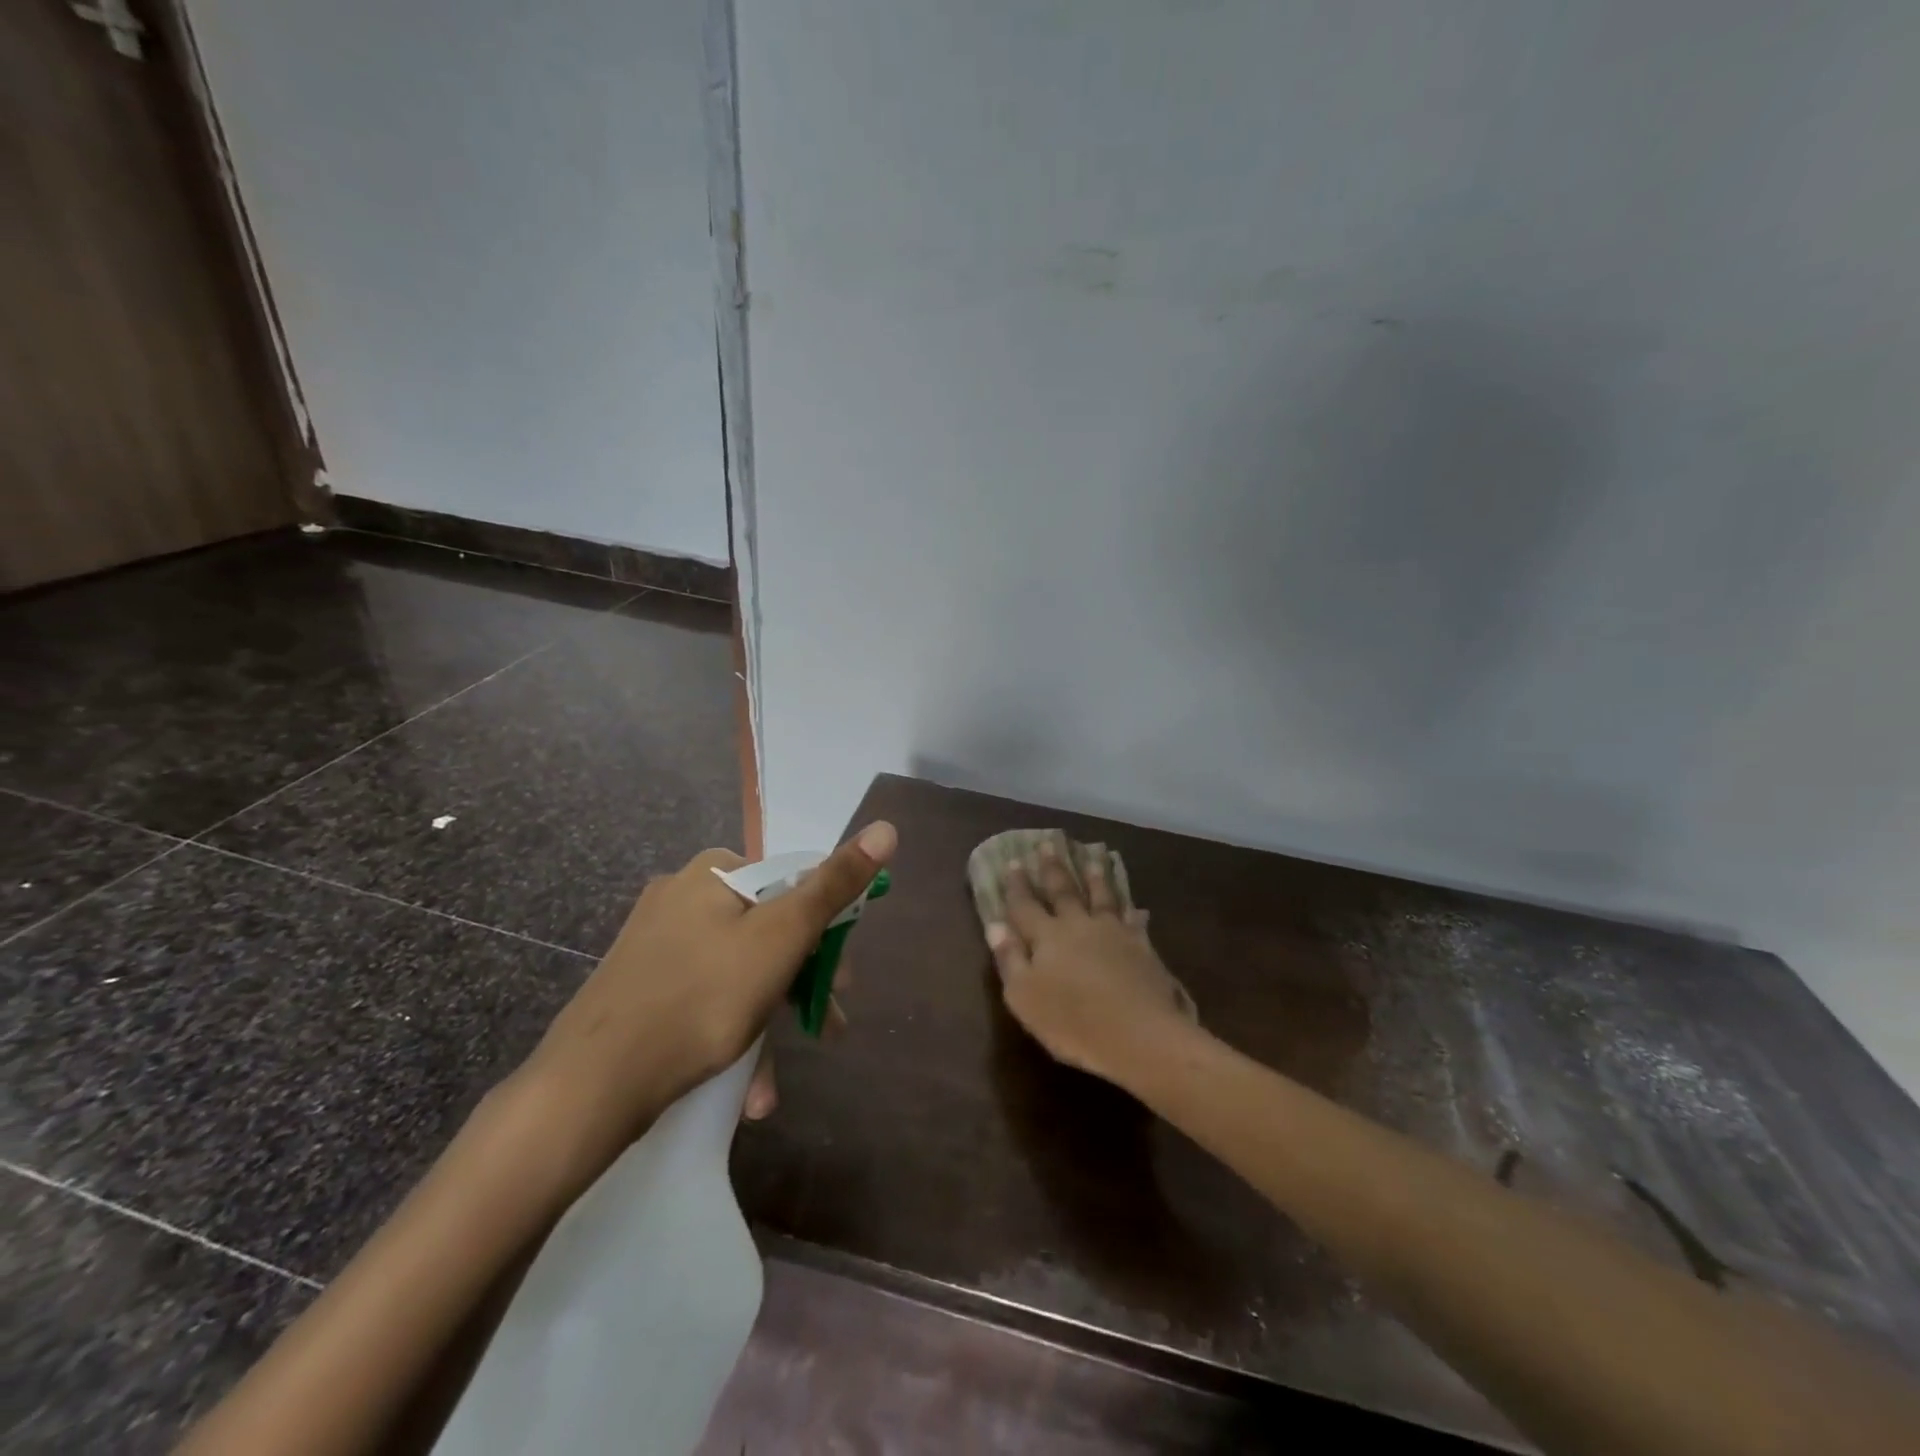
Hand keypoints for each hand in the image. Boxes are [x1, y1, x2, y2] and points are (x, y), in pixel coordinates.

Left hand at [519, 821, 896, 1182]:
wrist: (590, 1084)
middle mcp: (683, 893)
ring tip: (769, 1084)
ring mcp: (656, 940)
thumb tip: (887, 828)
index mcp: (716, 871)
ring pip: (737, 972)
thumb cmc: (702, 999)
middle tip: (821, 1028)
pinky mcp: (639, 983)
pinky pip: (704, 996)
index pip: (795, 886)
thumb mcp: (782, 937)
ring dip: (765, 1025)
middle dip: (798, 987)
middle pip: (768, 932)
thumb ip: (834, 885)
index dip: (826, 934)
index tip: (841, 983)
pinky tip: (740, 1084)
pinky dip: (729, 1032)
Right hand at [985, 839, 1193, 1083]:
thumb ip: (1009, 959)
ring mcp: (1114, 933)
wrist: (1140, 1035)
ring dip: (1095, 877)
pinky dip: (1132, 910)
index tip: (1012, 861)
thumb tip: (995, 926)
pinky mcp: (1142, 947)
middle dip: (1053, 868)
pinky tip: (1136, 906)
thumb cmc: (1073, 1022)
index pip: (1026, 905)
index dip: (1017, 886)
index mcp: (1047, 937)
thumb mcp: (1025, 997)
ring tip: (1092, 857)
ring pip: (1102, 896)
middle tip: (1048, 844)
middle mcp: (1079, 925)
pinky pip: (1134, 921)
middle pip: (1063, 891)